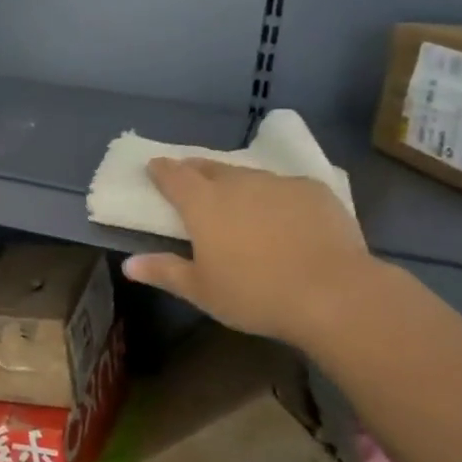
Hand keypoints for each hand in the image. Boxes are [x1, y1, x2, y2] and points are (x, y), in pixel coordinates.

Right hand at [122, 158, 384, 349]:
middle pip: (209, 168)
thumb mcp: (202, 291)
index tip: (154, 167)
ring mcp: (278, 183)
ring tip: (237, 197)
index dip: (161, 170)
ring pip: (248, 175)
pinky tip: (282, 214)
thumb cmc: (255, 294)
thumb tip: (128, 264)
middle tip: (191, 179)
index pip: (174, 176)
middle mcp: (237, 184)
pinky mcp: (313, 190)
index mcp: (203, 204)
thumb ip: (164, 271)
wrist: (333, 293)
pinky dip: (274, 195)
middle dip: (195, 170)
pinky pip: (284, 186)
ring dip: (236, 182)